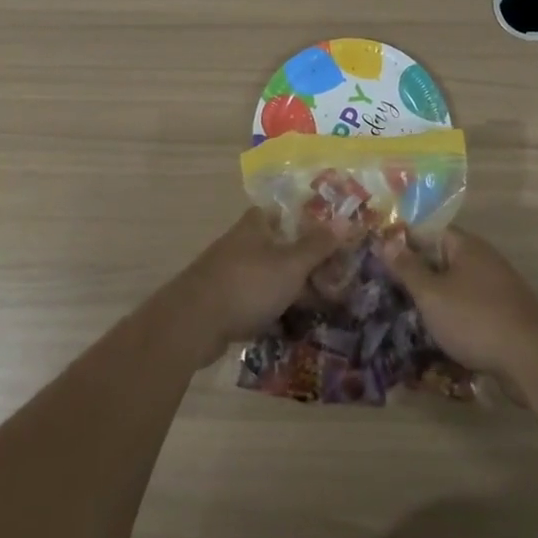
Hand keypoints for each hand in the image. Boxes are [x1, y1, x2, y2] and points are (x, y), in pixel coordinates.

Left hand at [166, 209, 351, 366]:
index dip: (307, 222)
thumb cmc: (247, 284)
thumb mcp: (291, 264)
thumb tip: (344, 220)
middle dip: (303, 262)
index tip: (330, 238)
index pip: (283, 212)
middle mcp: (241, 243)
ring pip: (268, 276)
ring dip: (289, 289)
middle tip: (333, 279)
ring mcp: (229, 272)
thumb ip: (317, 245)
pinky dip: (271, 310)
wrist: (193, 323)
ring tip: (318, 306)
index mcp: (256, 225)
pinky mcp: (221, 301)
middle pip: (278, 246)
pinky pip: (255, 301)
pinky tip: (289, 325)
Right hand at [380, 226, 537, 389]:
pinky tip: (437, 333)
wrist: (533, 360)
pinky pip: (470, 307)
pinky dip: (453, 316)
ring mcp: (497, 288)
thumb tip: (386, 240)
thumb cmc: (475, 319)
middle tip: (387, 287)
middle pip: (442, 258)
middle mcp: (483, 260)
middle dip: (417, 272)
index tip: (380, 256)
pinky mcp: (504, 315)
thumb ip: (408, 268)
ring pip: (456, 285)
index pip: (430, 231)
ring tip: (406, 313)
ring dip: (435, 298)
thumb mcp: (431, 294)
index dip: (404, 241)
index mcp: (466, 246)